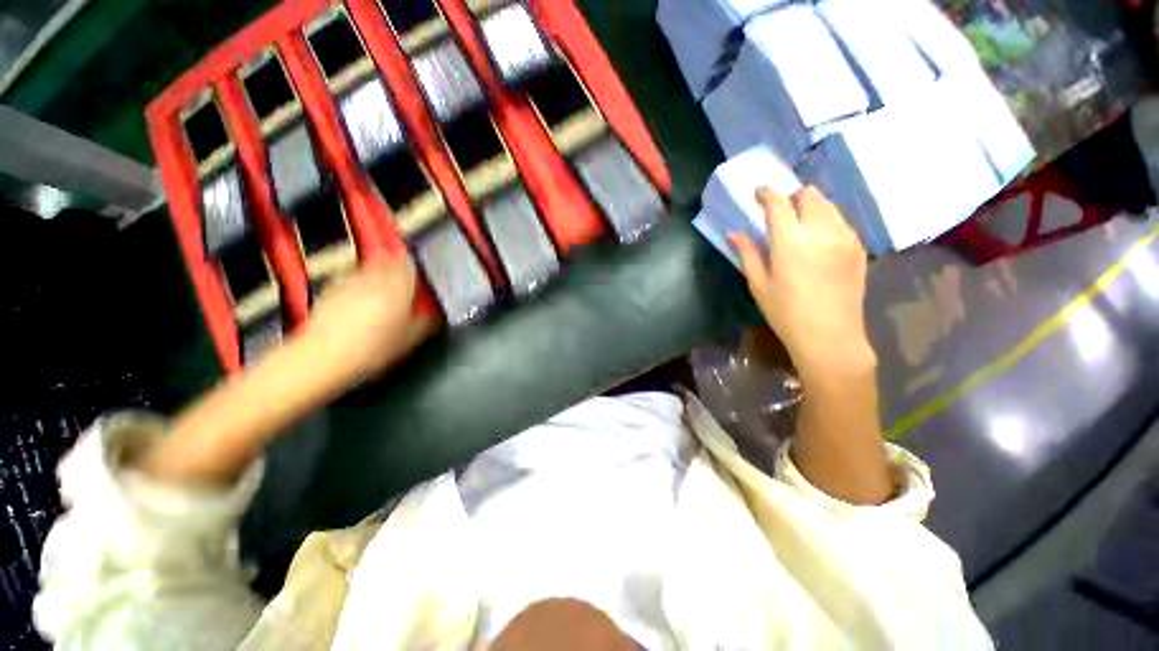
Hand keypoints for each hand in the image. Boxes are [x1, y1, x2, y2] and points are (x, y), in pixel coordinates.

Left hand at [301, 255, 433, 380]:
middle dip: (396, 268)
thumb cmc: (374, 347)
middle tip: (404, 282)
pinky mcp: (330, 291)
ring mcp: (349, 281)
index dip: (416, 267)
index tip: (420, 275)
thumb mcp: (411, 338)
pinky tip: (360, 305)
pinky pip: (351, 281)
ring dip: (377, 277)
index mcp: (397, 284)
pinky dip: (359, 287)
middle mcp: (373, 277)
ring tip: (383, 294)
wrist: (323, 356)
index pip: (409, 263)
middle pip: (387, 261)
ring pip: (369, 270)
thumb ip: (426, 320)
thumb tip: (435, 312)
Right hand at [729, 186, 875, 381]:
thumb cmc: (786, 313)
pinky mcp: (858, 247)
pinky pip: (840, 221)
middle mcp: (821, 231)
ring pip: (828, 205)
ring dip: (810, 207)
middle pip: (809, 195)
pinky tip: (817, 241)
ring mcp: (845, 237)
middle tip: (779, 213)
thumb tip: (733, 233)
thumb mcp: (759, 285)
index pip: (778, 204)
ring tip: (798, 225)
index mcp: (791, 242)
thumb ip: (747, 253)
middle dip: (791, 197)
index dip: (766, 194)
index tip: (758, 193)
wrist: (830, 336)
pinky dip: (826, 220)